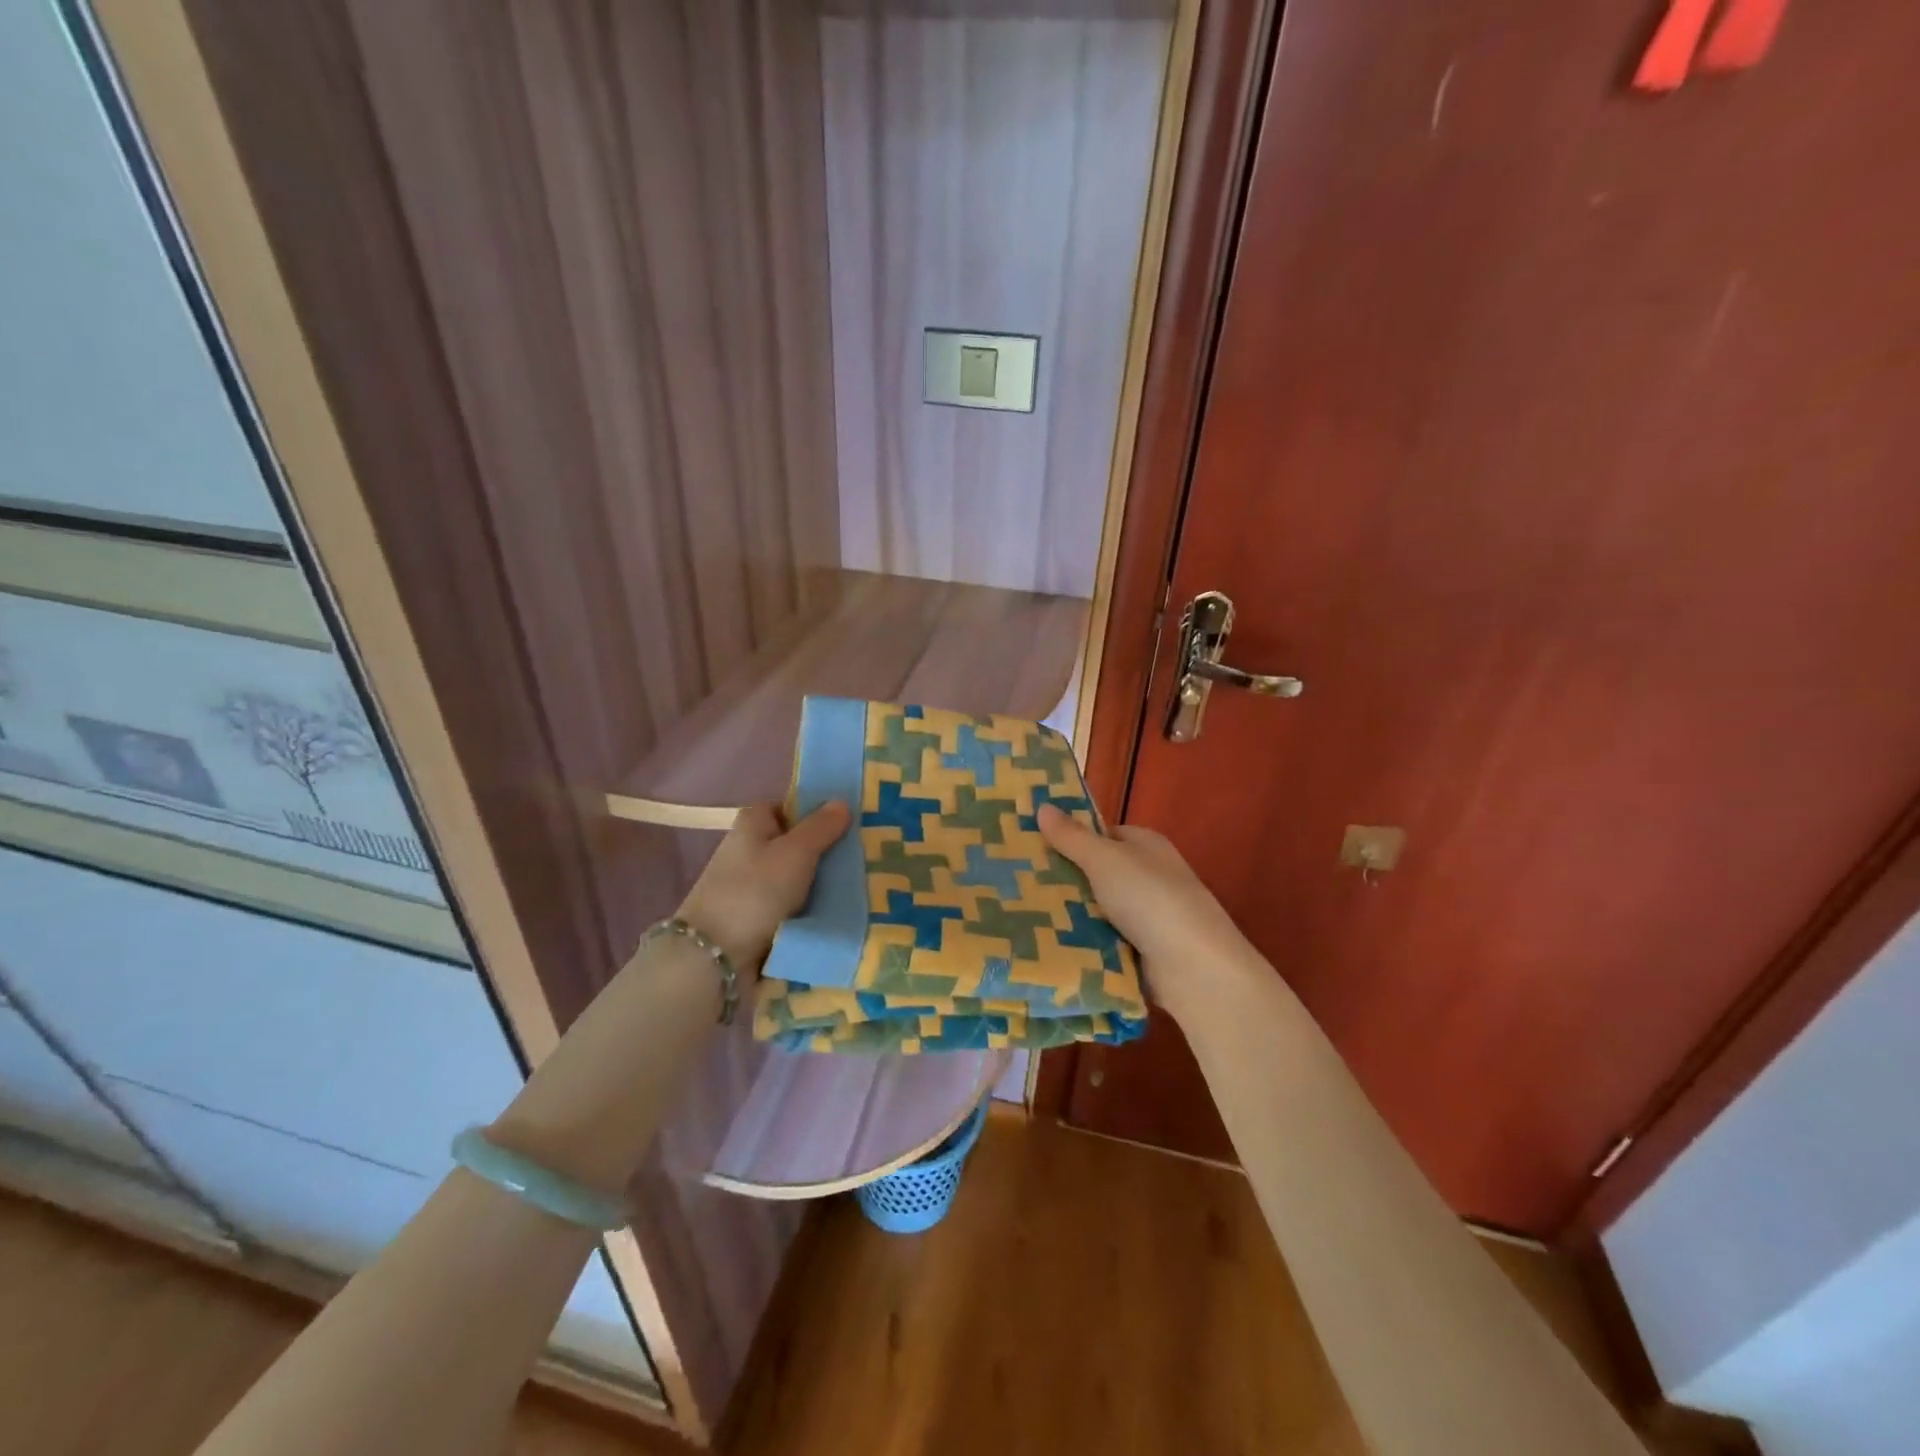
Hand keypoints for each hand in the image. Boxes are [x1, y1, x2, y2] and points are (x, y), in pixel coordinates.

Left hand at [675, 800, 849, 972]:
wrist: (714, 956)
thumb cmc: (756, 891)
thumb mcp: (797, 852)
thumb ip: (821, 827)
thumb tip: (842, 801)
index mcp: (752, 822)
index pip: (789, 807)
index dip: (816, 813)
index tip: (848, 825)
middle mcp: (748, 848)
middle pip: (794, 842)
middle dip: (824, 850)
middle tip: (862, 856)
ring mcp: (749, 884)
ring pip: (794, 876)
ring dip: (818, 882)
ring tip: (860, 885)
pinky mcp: (753, 915)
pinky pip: (789, 904)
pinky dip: (807, 907)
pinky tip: (836, 911)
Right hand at [1036, 803, 1260, 1019]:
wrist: (1194, 968)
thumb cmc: (1150, 899)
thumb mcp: (1105, 860)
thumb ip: (1072, 837)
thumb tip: (1043, 806)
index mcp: (1145, 845)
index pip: (1101, 834)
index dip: (1070, 837)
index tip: (1031, 845)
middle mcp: (1147, 875)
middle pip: (1096, 872)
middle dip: (1063, 878)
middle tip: (1016, 881)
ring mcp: (1145, 915)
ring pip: (1095, 908)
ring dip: (1068, 913)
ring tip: (1019, 913)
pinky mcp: (1140, 950)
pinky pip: (1101, 939)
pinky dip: (1081, 941)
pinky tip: (1046, 943)